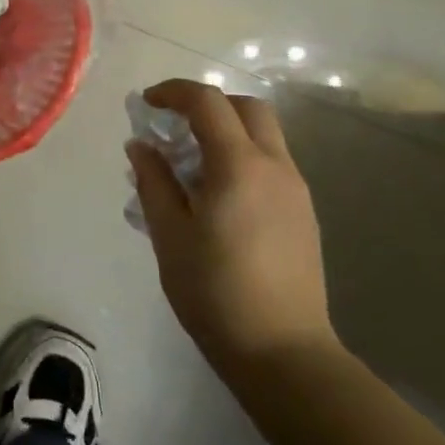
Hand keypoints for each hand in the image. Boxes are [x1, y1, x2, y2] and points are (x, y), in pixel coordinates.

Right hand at [127, 79, 337, 368]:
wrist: (283, 352)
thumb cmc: (215, 291)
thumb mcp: (169, 234)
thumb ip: (153, 181)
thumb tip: (141, 145)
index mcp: (239, 166)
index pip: (208, 102)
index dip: (174, 92)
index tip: (147, 104)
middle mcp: (275, 167)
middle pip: (247, 107)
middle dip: (208, 104)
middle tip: (175, 126)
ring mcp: (296, 190)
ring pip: (264, 135)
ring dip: (227, 131)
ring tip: (190, 165)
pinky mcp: (303, 214)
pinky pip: (271, 164)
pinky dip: (241, 157)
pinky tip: (217, 196)